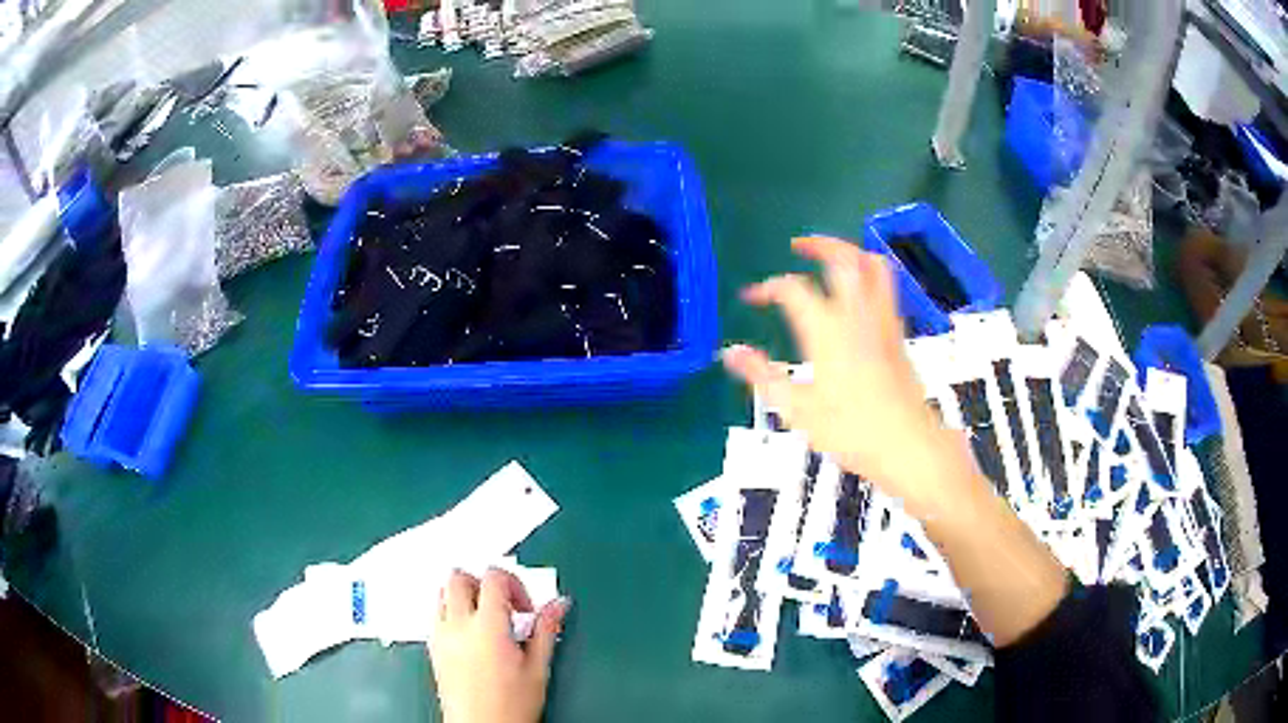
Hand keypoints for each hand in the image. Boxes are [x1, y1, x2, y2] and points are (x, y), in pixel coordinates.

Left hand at [429, 569, 569, 722]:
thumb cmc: (510, 707)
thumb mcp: (538, 669)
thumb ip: (546, 630)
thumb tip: (558, 604)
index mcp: (487, 627)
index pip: (493, 578)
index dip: (514, 585)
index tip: (526, 609)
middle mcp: (457, 626)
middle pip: (459, 577)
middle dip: (483, 583)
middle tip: (504, 606)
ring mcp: (440, 636)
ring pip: (442, 592)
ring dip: (464, 596)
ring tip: (487, 619)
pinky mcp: (433, 649)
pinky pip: (436, 615)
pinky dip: (452, 613)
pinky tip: (472, 636)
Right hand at [722, 237, 977, 519]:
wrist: (908, 443)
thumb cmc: (851, 431)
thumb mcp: (798, 409)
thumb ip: (763, 376)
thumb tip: (731, 353)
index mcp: (827, 331)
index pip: (793, 290)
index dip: (768, 287)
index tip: (752, 296)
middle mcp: (857, 315)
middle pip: (843, 258)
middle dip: (820, 244)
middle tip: (798, 246)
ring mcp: (883, 321)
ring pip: (873, 266)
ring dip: (851, 252)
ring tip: (832, 257)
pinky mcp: (898, 333)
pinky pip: (886, 288)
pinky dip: (868, 276)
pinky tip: (857, 294)